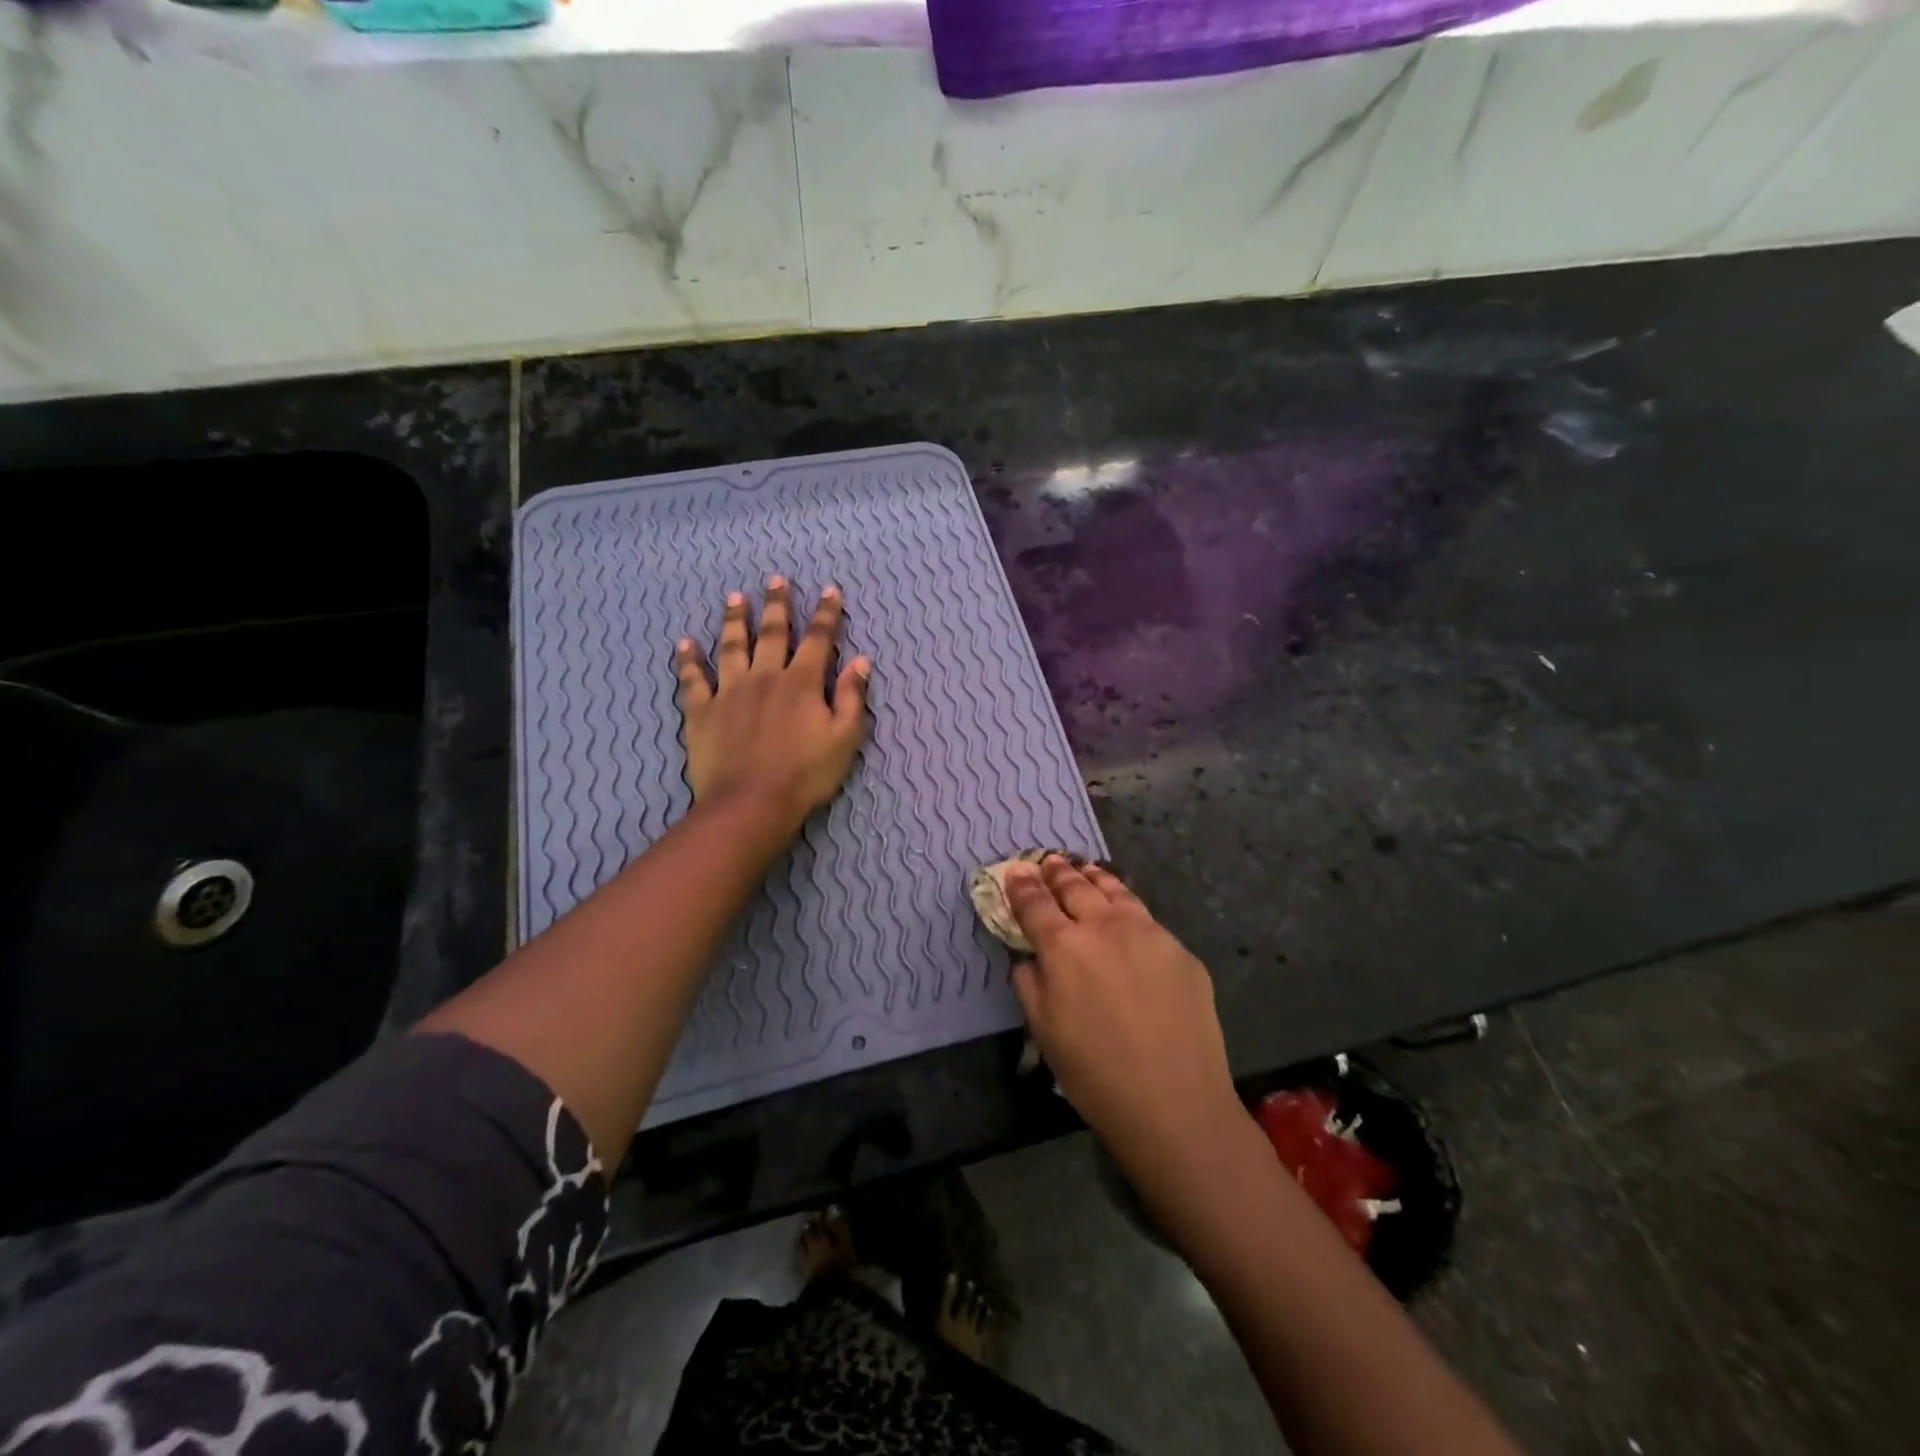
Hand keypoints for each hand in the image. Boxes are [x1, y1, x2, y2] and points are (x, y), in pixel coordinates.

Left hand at [675, 577, 871, 825]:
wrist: (751, 803)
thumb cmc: (806, 774)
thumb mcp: (845, 738)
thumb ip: (852, 697)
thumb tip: (861, 660)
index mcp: (802, 683)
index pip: (818, 639)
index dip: (826, 614)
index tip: (830, 590)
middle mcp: (765, 677)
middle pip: (772, 633)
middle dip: (777, 605)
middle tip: (776, 579)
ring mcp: (730, 691)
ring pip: (731, 647)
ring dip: (734, 620)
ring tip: (734, 598)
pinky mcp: (702, 711)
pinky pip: (693, 679)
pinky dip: (689, 660)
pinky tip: (684, 644)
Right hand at [1006, 856, 1243, 1178]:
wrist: (1174, 1100)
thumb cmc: (1094, 1073)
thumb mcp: (1043, 1030)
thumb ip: (1029, 982)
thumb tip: (1030, 956)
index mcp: (1064, 946)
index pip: (1035, 904)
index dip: (1022, 886)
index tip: (1016, 870)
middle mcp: (1104, 927)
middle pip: (1075, 887)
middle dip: (1057, 871)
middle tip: (1048, 860)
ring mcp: (1147, 933)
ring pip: (1115, 891)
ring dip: (1093, 877)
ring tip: (1084, 868)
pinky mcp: (1179, 949)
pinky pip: (1145, 917)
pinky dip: (1125, 904)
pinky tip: (1124, 909)